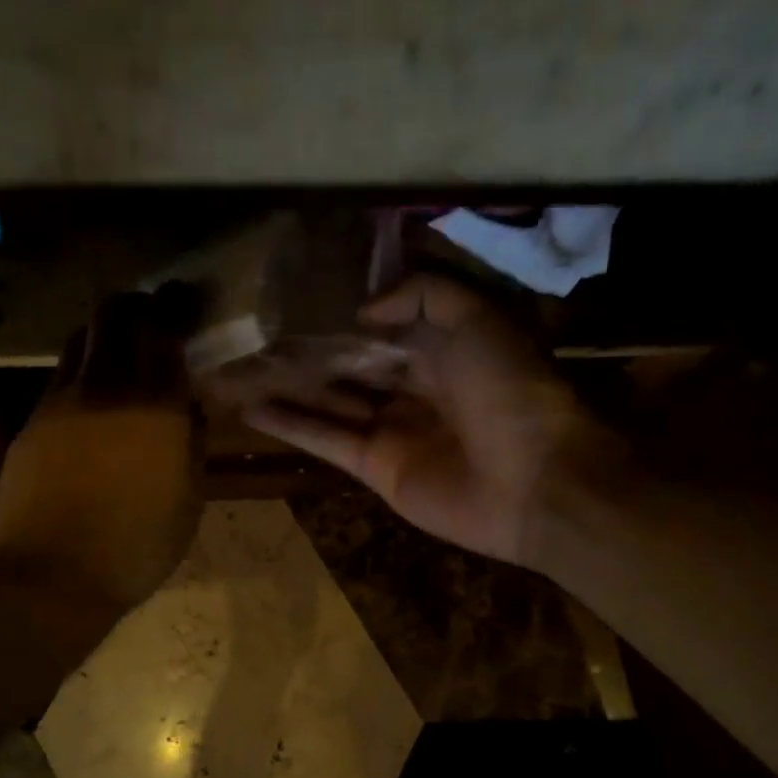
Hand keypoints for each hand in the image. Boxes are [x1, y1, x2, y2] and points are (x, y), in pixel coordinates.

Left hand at [0, 291, 203, 614]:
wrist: (51, 576)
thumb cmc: (136, 547)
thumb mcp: (189, 502)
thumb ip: (193, 444)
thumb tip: (192, 408)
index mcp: (156, 407)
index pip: (165, 331)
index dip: (175, 308)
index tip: (183, 301)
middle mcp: (108, 388)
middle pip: (116, 316)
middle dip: (136, 305)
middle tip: (151, 314)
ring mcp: (62, 401)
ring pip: (82, 339)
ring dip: (104, 332)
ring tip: (118, 349)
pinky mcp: (32, 420)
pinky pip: (60, 375)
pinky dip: (81, 368)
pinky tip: (90, 393)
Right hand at [244, 275, 616, 566]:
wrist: (535, 481)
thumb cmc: (510, 390)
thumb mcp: (478, 318)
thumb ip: (424, 295)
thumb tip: (365, 309)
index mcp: (444, 351)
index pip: (386, 329)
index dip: (346, 316)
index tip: (300, 298)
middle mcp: (415, 389)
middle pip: (353, 366)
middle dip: (312, 352)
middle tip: (258, 333)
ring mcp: (393, 430)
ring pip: (332, 402)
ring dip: (290, 386)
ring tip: (242, 366)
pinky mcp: (376, 468)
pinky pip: (326, 440)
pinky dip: (290, 425)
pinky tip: (250, 407)